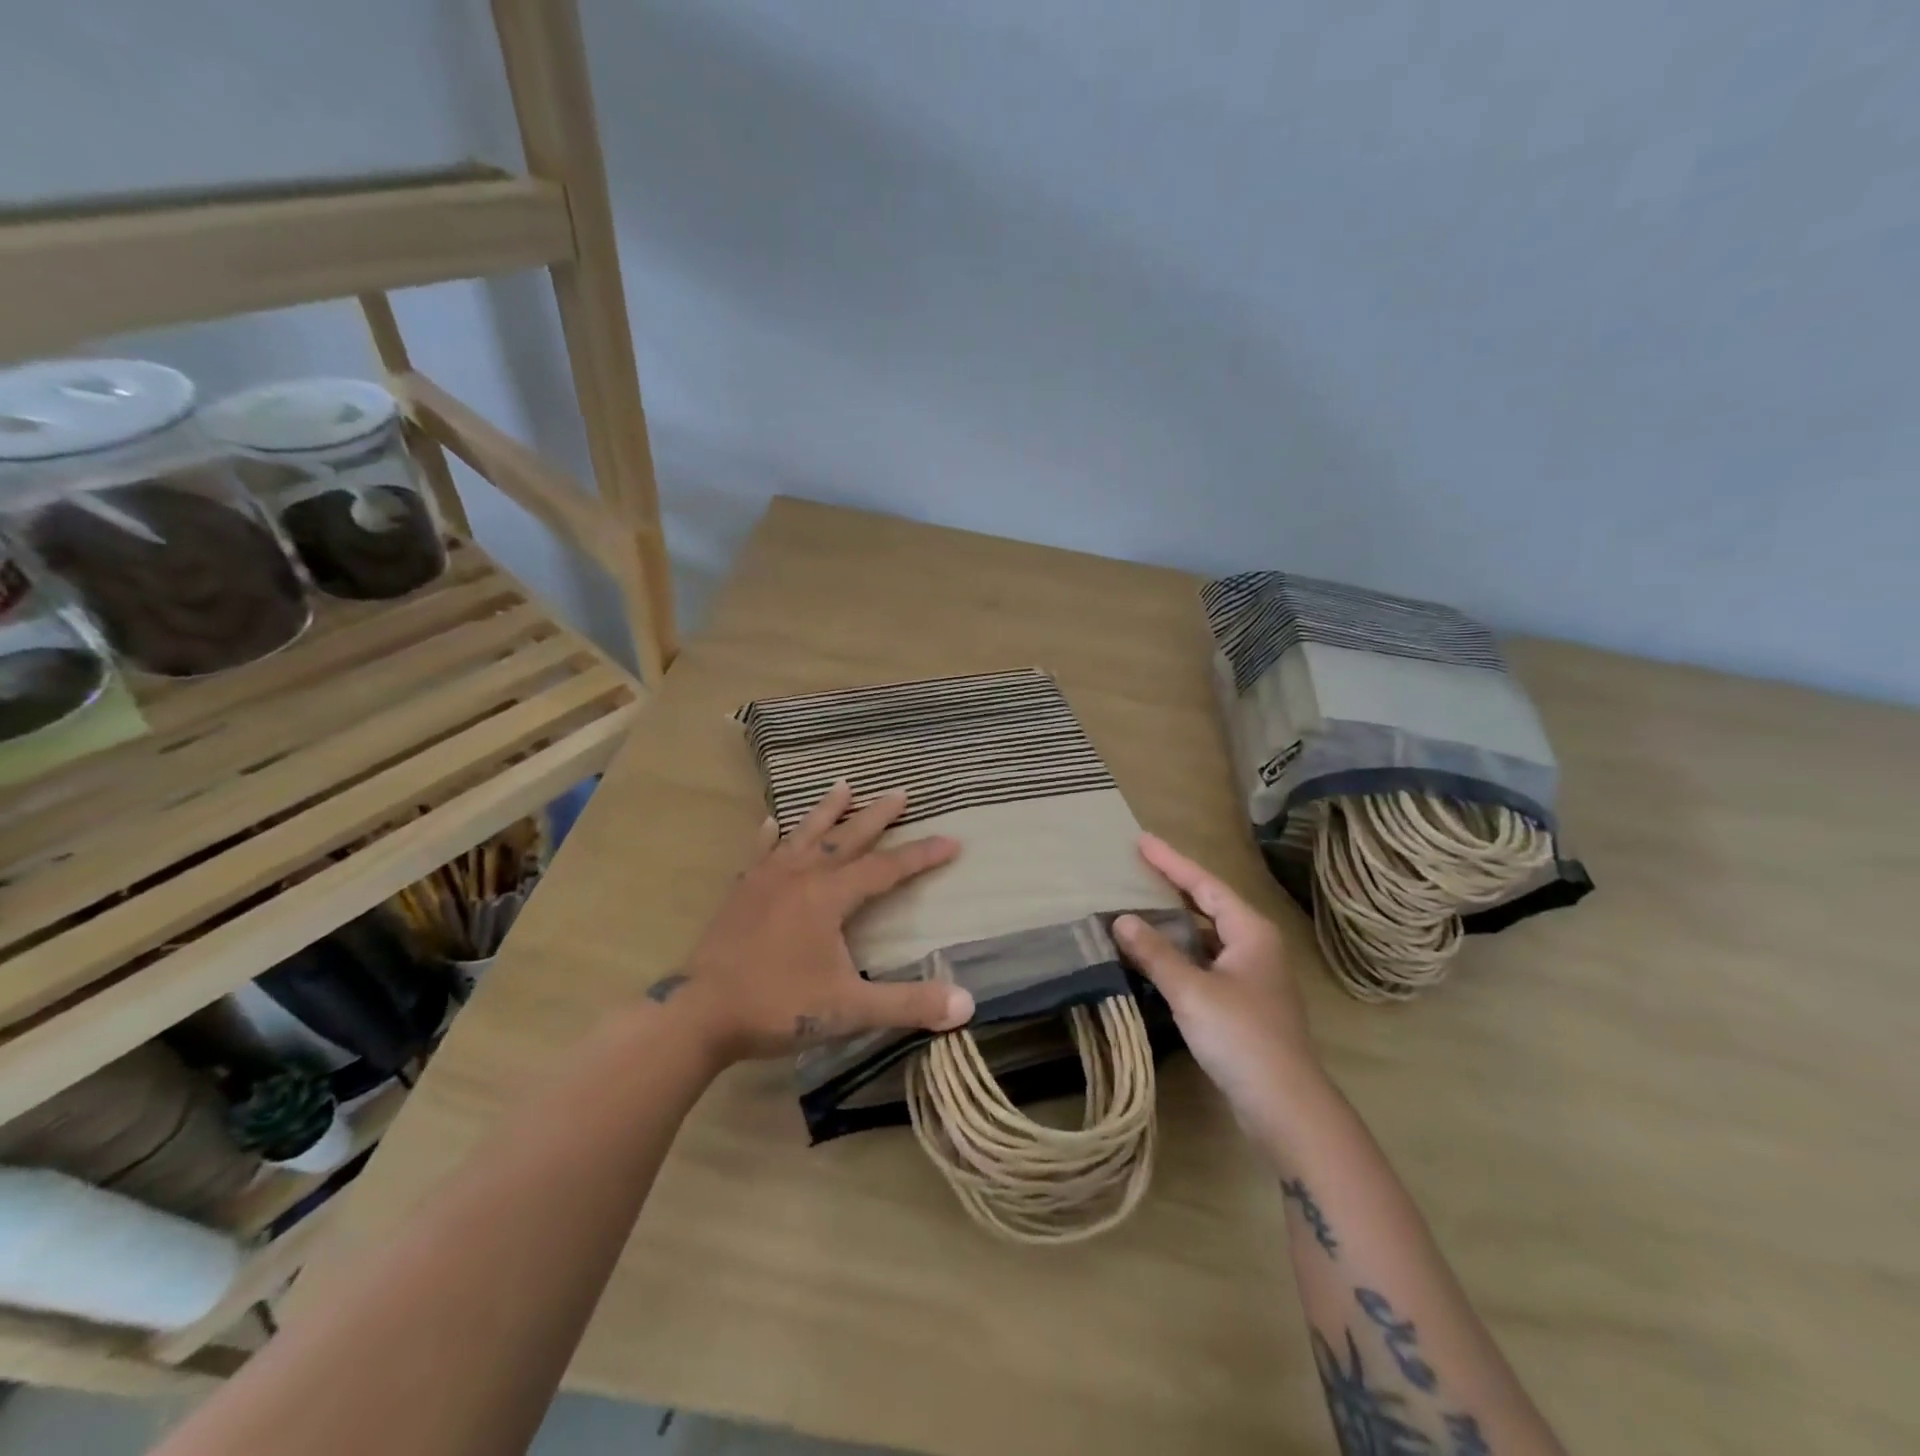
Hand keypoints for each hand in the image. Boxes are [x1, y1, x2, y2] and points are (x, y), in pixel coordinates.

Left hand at [654, 782, 974, 1063]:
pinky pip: (760, 854)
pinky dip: (769, 837)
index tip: (952, 841)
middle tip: (900, 792)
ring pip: (804, 835)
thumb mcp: (850, 1009)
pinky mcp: (741, 892)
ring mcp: (767, 880)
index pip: (887, 868)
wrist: (700, 1014)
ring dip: (827, 811)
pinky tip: (770, 823)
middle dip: (878, 816)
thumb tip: (967, 1004)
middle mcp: (801, 876)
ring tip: (843, 786)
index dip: (922, 855)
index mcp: (830, 896)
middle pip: (848, 838)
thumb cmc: (778, 1006)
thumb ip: (908, 1004)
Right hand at [1114, 834, 1324, 1135]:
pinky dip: (1179, 950)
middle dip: (1174, 884)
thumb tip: (1122, 920)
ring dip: (1175, 920)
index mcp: (1250, 931)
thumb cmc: (1242, 1037)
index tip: (1141, 840)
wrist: (1286, 1106)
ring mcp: (1251, 975)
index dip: (1171, 861)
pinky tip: (1156, 955)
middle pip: (1209, 904)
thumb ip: (1155, 954)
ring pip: (1206, 934)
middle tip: (1138, 866)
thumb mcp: (1192, 991)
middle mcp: (1255, 945)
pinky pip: (1205, 960)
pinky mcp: (1243, 1002)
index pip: (1205, 884)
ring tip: (1139, 903)